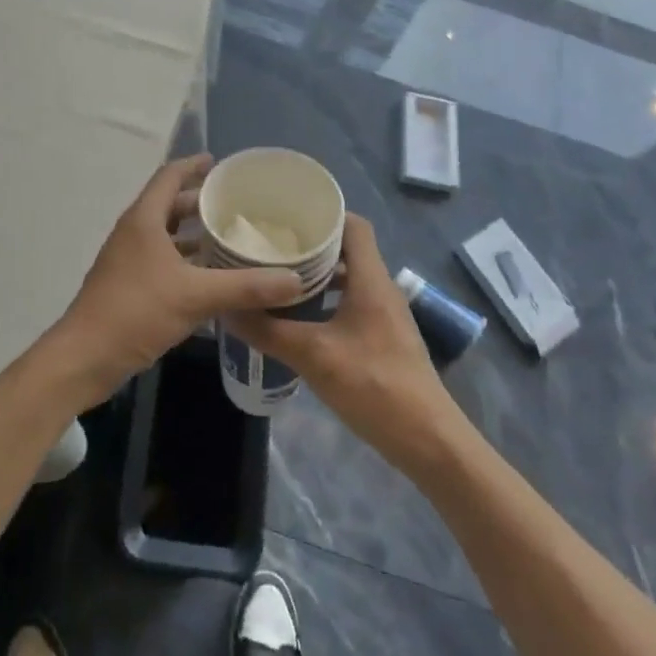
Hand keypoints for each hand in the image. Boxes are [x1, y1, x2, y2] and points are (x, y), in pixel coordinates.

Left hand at [49, 155, 306, 403]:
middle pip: (169, 204)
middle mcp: (134, 232)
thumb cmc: (136, 311)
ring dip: (194, 234)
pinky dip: (186, 260)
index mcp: (144, 220)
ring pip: (166, 235)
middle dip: (201, 201)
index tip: (220, 163)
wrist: (85, 358)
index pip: (170, 176)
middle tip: (237, 204)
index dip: (194, 165)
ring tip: (230, 238)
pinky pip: (162, 260)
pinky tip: (211, 277)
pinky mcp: (128, 285)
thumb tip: (295, 279)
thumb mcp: (195, 296)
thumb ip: (245, 286)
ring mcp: (128, 260)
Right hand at [227, 215, 459, 472]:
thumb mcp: (314, 356)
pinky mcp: (383, 338)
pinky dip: (327, 302)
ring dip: (317, 276)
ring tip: (278, 278)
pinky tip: (300, 319)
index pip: (353, 225)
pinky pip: (352, 304)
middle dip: (311, 245)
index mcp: (371, 279)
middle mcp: (381, 288)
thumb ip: (269, 331)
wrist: (428, 441)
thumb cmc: (374, 386)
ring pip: (349, 279)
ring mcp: (385, 315)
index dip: (323, 214)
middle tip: (272, 245)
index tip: (287, 216)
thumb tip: (228, 309)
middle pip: (348, 250)